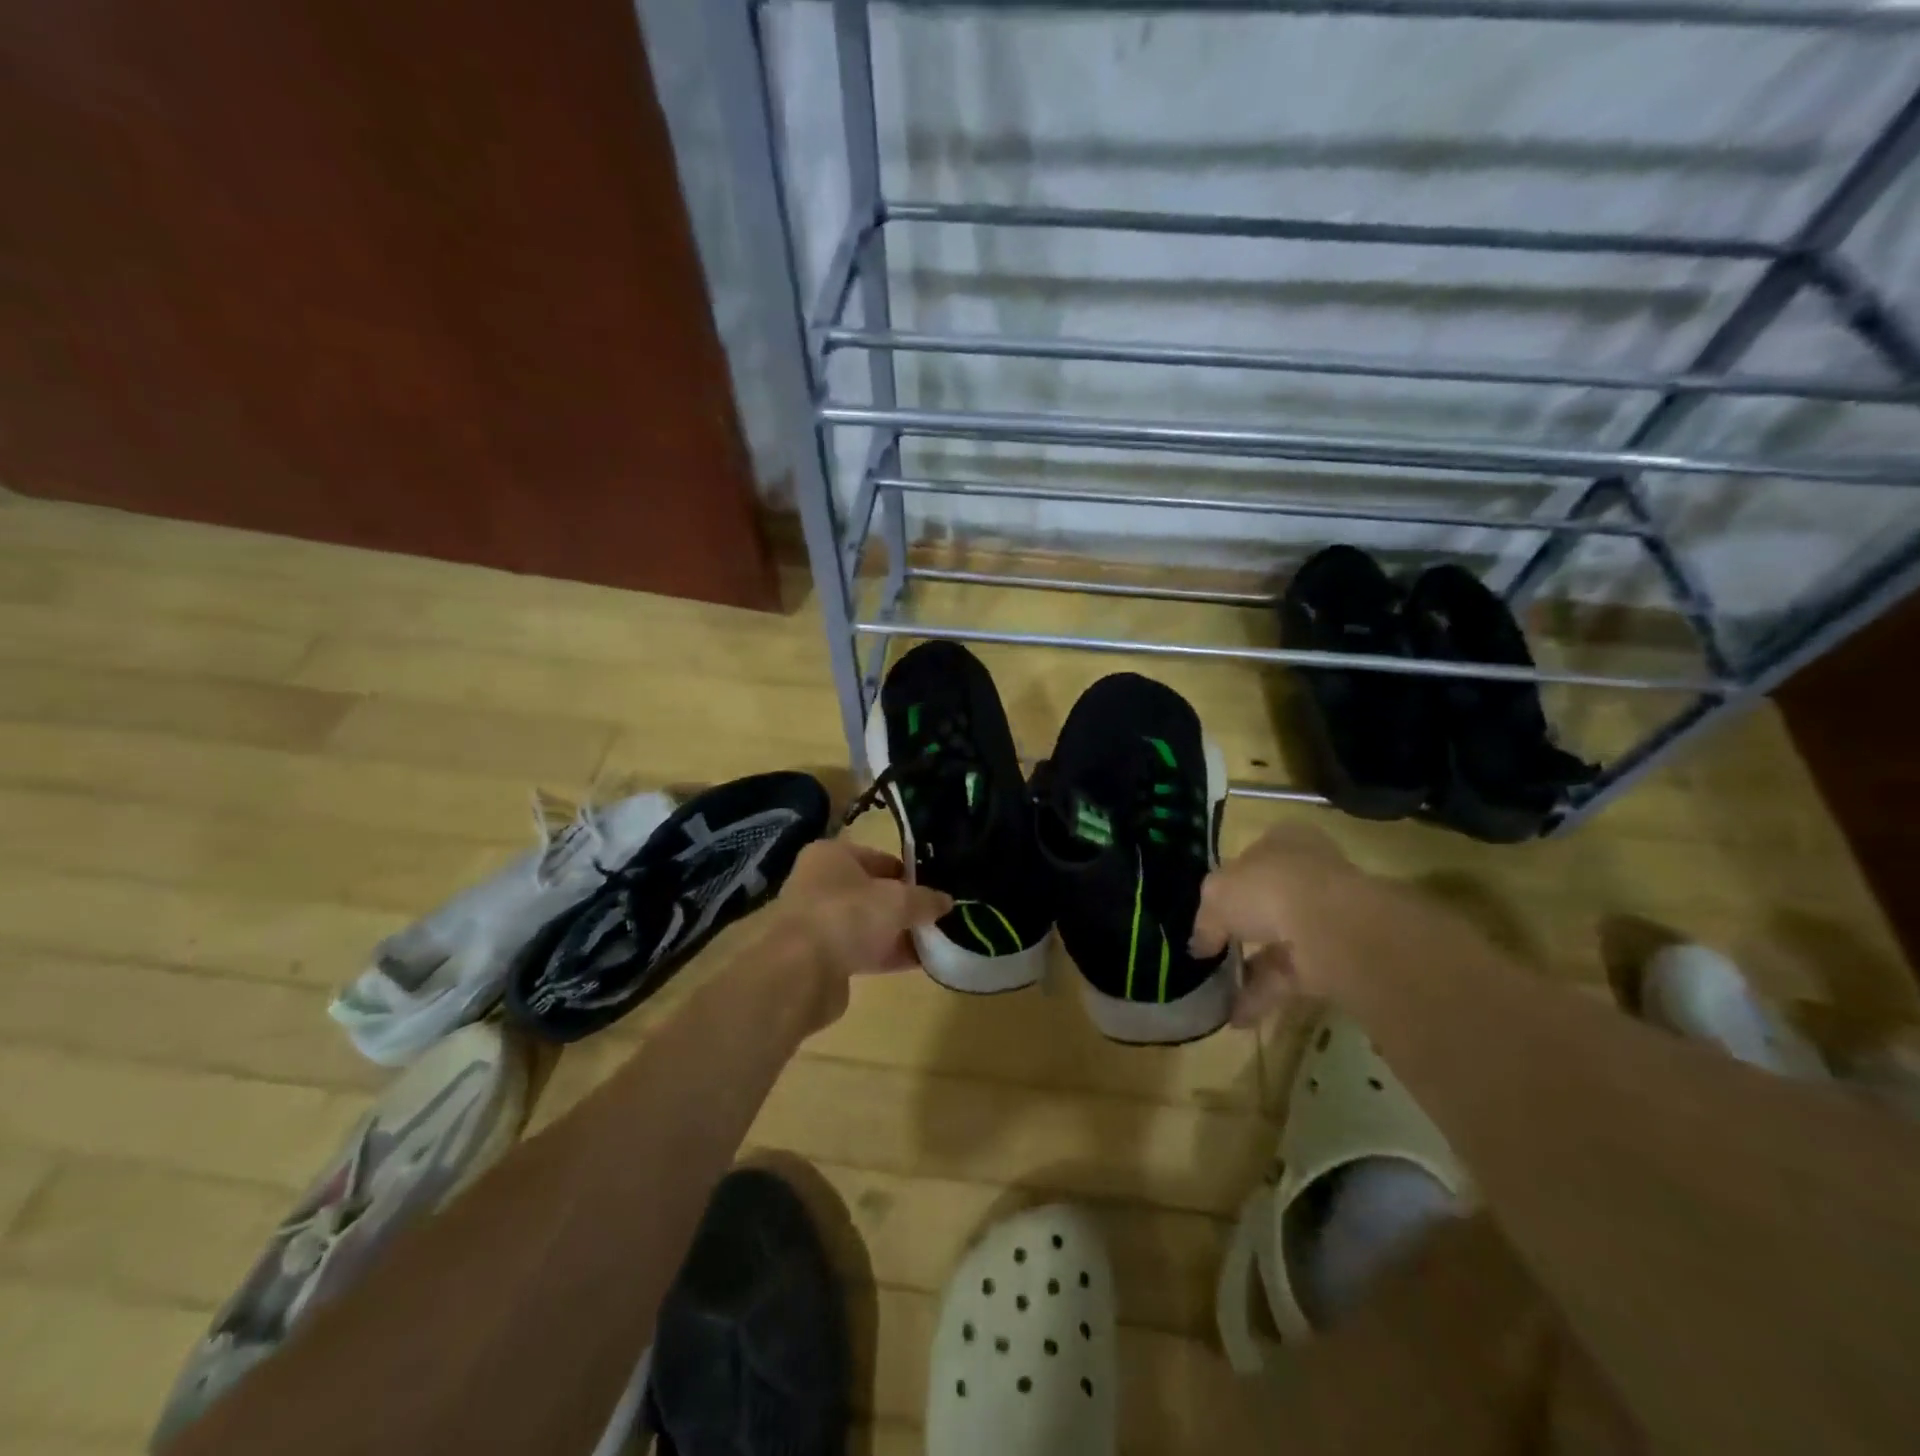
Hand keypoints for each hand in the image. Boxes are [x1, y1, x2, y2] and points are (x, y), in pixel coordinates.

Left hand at [766, 838, 951, 1026]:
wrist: (800, 971)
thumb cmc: (848, 915)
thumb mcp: (899, 900)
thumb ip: (925, 899)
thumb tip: (946, 901)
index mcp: (832, 855)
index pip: (879, 858)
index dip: (908, 872)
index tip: (935, 889)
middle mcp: (820, 884)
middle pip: (872, 892)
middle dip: (904, 906)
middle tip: (937, 917)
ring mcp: (818, 922)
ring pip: (867, 924)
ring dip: (897, 933)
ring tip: (934, 941)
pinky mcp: (820, 958)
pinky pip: (861, 951)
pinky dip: (885, 955)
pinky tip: (917, 963)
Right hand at [1189, 824, 1366, 1024]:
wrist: (1331, 927)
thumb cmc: (1268, 888)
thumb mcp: (1216, 895)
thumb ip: (1206, 920)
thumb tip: (1200, 945)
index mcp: (1283, 841)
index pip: (1253, 857)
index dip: (1230, 882)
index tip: (1211, 910)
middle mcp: (1308, 872)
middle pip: (1268, 900)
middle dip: (1242, 929)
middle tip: (1214, 952)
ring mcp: (1326, 915)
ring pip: (1280, 941)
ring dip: (1249, 968)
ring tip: (1217, 993)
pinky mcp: (1336, 956)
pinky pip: (1291, 975)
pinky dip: (1263, 995)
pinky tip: (1235, 1016)